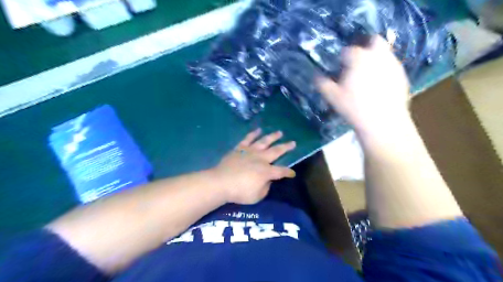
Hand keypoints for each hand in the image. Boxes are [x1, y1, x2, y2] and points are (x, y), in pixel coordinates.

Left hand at [210, 128, 294, 204]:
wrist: (221, 182)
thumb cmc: (240, 192)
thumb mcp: (257, 196)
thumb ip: (265, 188)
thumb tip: (268, 180)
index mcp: (266, 171)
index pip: (281, 171)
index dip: (288, 172)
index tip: (293, 173)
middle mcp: (261, 159)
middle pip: (276, 151)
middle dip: (286, 147)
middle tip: (293, 142)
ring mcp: (250, 152)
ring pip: (264, 142)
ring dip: (272, 137)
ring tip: (279, 132)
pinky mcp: (239, 149)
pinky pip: (247, 139)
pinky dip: (253, 134)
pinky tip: (258, 130)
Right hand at [316, 34, 409, 135]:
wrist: (382, 121)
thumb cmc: (354, 107)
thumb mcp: (332, 96)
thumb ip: (322, 83)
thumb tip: (315, 75)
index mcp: (359, 58)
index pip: (348, 50)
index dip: (342, 58)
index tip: (339, 67)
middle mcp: (378, 56)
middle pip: (374, 41)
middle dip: (365, 46)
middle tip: (357, 61)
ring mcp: (393, 65)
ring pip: (384, 53)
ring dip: (375, 59)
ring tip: (367, 76)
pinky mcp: (402, 76)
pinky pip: (391, 67)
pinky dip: (384, 70)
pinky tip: (378, 85)